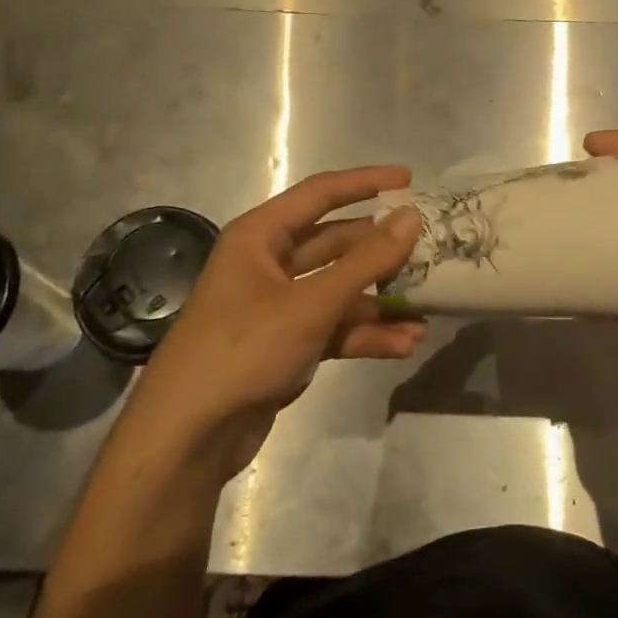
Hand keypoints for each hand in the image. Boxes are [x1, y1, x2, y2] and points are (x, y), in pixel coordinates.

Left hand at [130, 167, 426, 482]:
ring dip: (380, 299)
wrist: (187, 439)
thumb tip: (412, 216)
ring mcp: (277, 306)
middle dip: (381, 250)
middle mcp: (268, 263)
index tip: (410, 179)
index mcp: (260, 237)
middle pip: (336, 244)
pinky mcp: (286, 344)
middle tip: (430, 248)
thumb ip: (366, 261)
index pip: (320, 194)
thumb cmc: (243, 350)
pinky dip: (366, 333)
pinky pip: (334, 326)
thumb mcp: (310, 304)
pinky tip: (405, 344)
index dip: (366, 182)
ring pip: (339, 289)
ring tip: (427, 306)